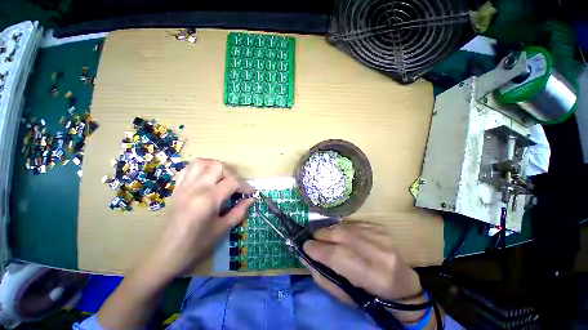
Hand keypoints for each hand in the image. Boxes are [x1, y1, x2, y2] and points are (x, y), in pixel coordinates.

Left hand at [147, 158, 253, 277]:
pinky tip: (207, 179)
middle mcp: (195, 188)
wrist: (165, 255)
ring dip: (216, 167)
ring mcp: (184, 186)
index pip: (232, 182)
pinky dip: (201, 169)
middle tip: (236, 186)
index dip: (245, 186)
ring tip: (223, 179)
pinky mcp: (176, 188)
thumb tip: (252, 199)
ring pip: (202, 162)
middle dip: (232, 174)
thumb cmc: (196, 245)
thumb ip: (239, 211)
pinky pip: (188, 169)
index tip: (251, 193)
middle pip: (218, 166)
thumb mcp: (222, 228)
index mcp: (208, 199)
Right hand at [303, 221, 422, 304]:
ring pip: (345, 227)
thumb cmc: (372, 297)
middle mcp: (379, 252)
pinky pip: (352, 224)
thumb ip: (324, 277)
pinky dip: (341, 229)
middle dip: (320, 236)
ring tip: (323, 238)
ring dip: (329, 231)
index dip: (318, 250)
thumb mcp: (346, 297)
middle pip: (341, 236)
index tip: (305, 247)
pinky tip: (339, 235)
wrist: (402, 284)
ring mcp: (380, 236)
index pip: (338, 257)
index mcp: (374, 277)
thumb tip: (306, 257)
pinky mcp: (379, 227)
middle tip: (312, 240)